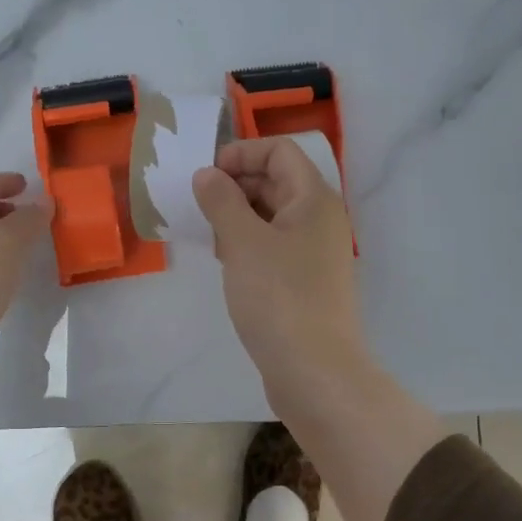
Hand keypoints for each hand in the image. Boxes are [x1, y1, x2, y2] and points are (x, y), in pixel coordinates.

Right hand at [191, 138, 368, 400]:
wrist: (314, 370)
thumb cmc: (278, 296)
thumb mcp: (242, 241)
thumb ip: (221, 200)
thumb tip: (207, 174)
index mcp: (314, 197)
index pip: (280, 150)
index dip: (241, 153)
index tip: (206, 176)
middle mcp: (320, 218)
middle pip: (277, 180)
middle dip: (236, 185)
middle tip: (201, 208)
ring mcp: (315, 250)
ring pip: (273, 214)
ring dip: (239, 216)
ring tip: (211, 237)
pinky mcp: (306, 279)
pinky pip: (274, 244)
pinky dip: (249, 243)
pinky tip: (227, 262)